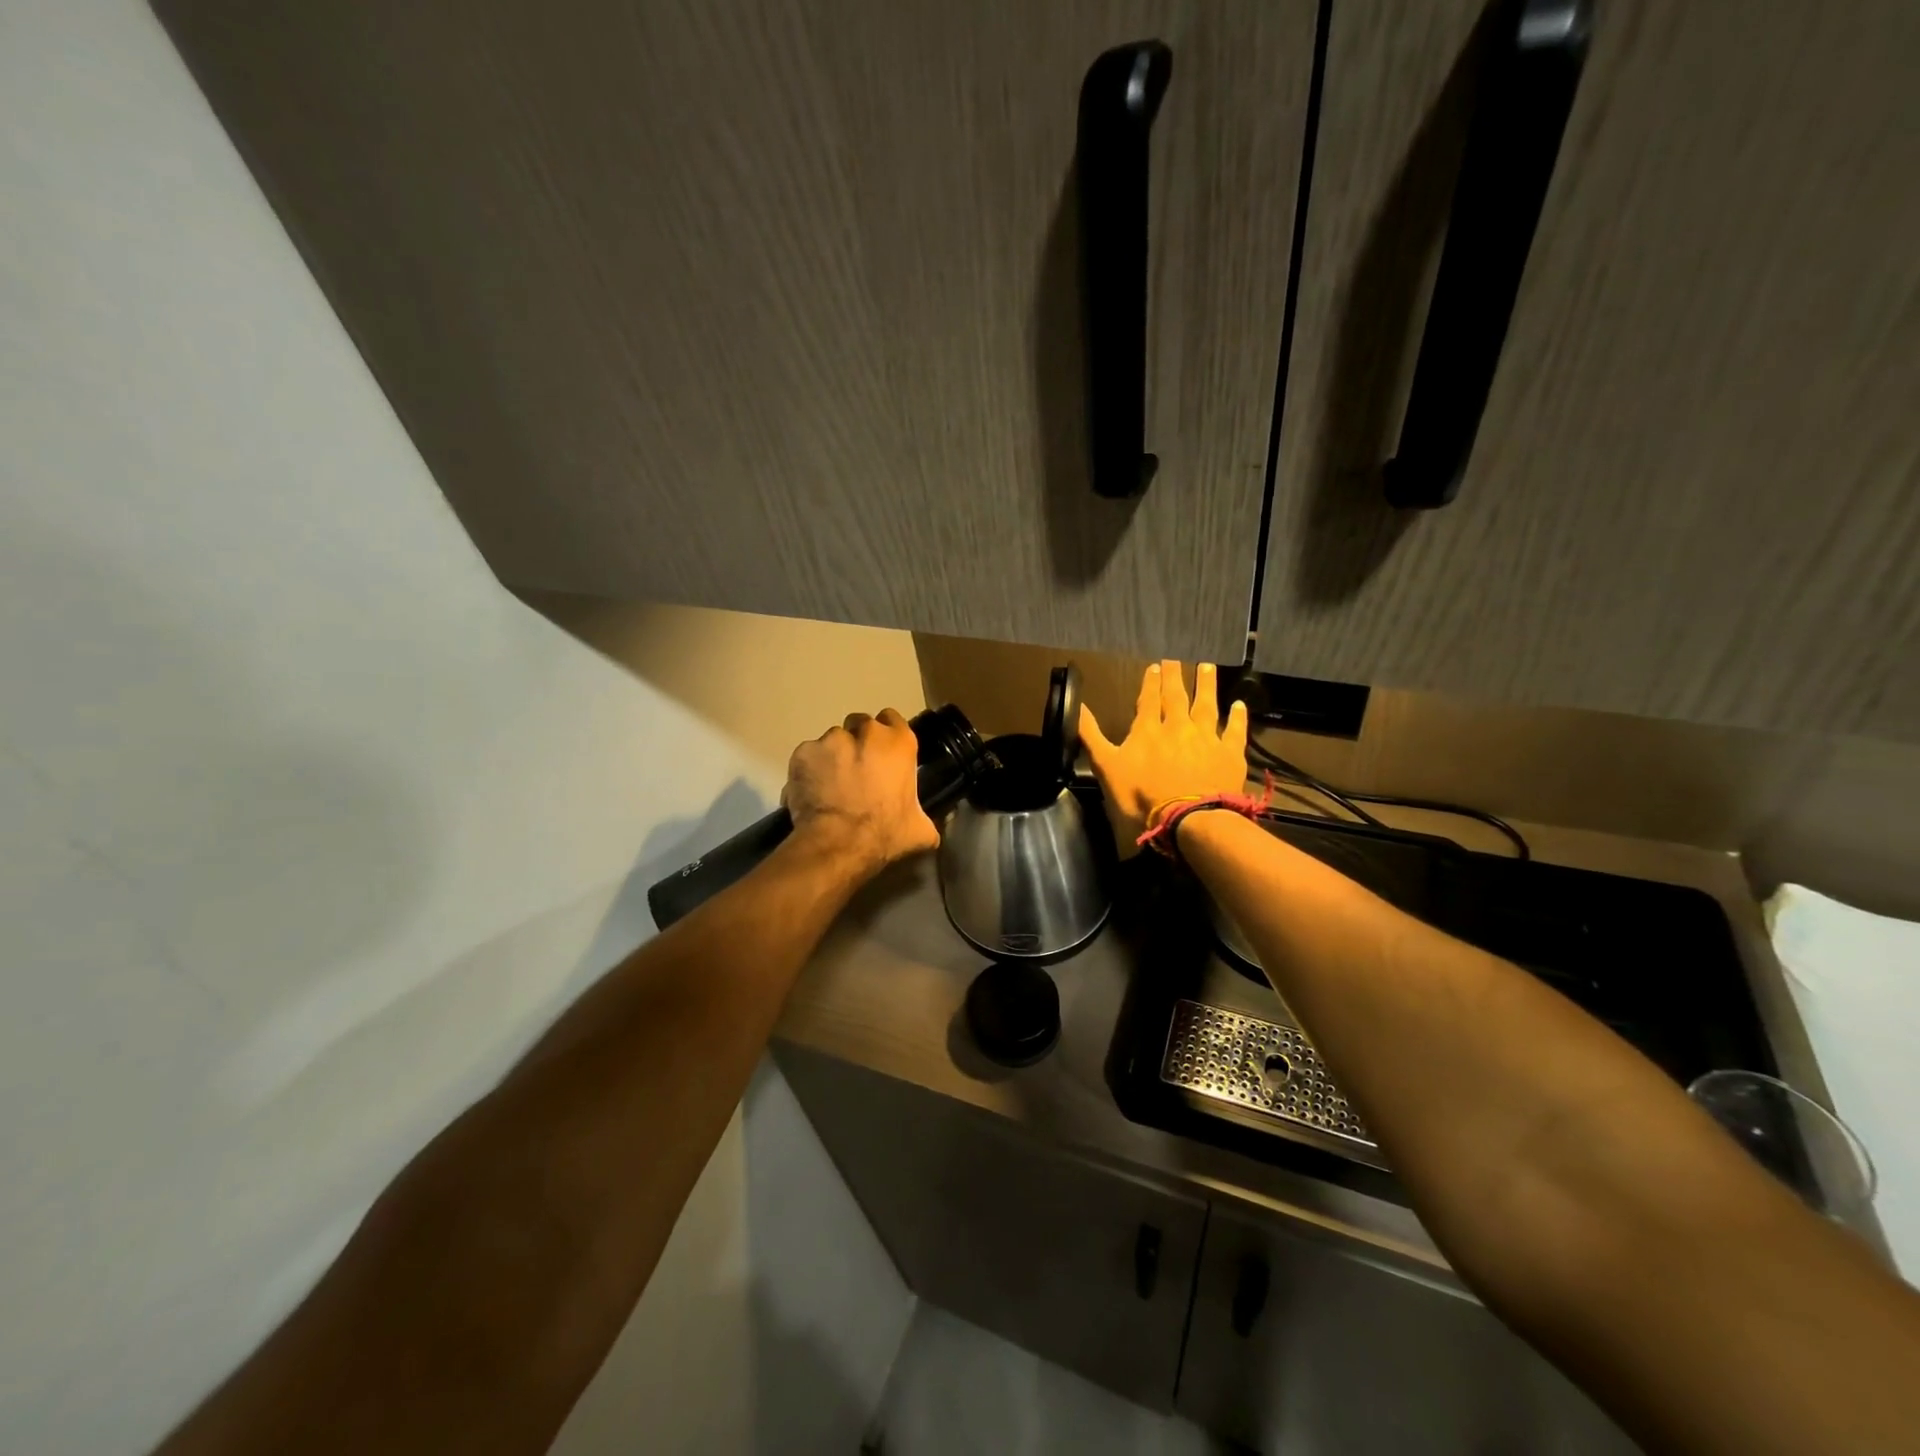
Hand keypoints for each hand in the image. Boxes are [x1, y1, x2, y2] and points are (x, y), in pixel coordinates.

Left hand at [783, 708, 939, 876]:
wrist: (838, 843)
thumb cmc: (884, 832)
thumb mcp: (919, 829)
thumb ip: (925, 820)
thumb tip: (931, 831)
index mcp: (899, 742)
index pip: (893, 719)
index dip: (887, 736)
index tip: (883, 754)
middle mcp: (866, 731)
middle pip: (860, 725)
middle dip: (858, 742)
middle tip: (857, 771)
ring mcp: (831, 739)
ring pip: (832, 740)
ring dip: (833, 756)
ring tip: (831, 785)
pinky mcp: (803, 752)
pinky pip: (808, 756)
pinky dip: (810, 769)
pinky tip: (812, 791)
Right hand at [1081, 661, 1249, 854]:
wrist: (1188, 819)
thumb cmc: (1141, 797)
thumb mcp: (1106, 767)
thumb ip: (1091, 736)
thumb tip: (1077, 705)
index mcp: (1147, 730)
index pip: (1148, 700)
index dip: (1150, 682)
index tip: (1154, 666)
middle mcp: (1178, 727)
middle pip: (1176, 697)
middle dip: (1175, 677)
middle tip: (1176, 660)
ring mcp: (1206, 739)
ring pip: (1207, 705)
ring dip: (1206, 685)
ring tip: (1207, 667)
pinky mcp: (1229, 754)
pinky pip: (1235, 730)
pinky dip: (1238, 717)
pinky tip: (1240, 705)